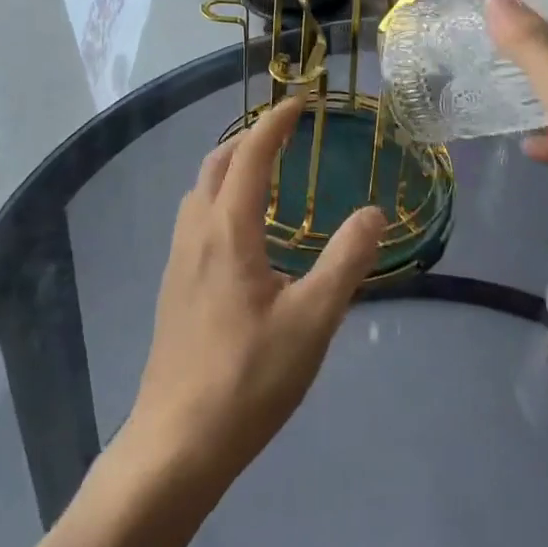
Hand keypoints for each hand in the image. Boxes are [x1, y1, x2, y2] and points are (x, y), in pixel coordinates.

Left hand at [124, 95, 385, 489]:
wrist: (176, 444)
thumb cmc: (249, 377)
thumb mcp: (314, 319)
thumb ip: (347, 260)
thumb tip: (374, 212)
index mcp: (229, 231)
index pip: (251, 155)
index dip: (275, 122)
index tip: (301, 102)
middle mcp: (196, 234)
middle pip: (217, 164)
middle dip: (250, 138)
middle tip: (286, 133)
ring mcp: (178, 262)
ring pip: (200, 192)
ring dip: (230, 167)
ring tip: (266, 174)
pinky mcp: (174, 288)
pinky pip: (195, 219)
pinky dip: (220, 199)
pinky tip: (244, 234)